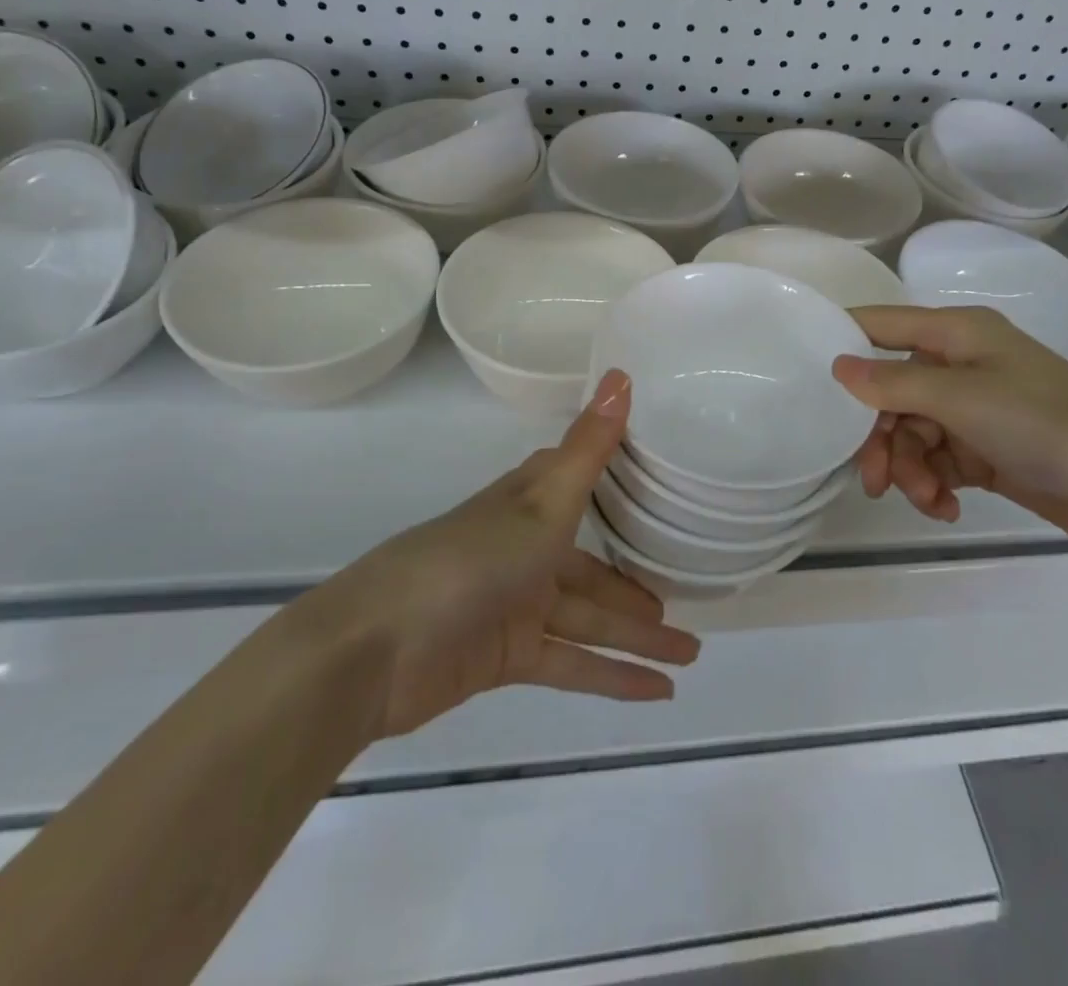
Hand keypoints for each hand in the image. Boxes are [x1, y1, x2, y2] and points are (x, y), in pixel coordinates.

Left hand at [326, 370, 700, 736]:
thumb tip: (623, 373)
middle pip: (595, 568)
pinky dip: (611, 676)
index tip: (666, 487)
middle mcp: (527, 549)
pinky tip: (655, 693)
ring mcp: (516, 604)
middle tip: (689, 602)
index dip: (622, 485)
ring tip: (690, 655)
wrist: (376, 647)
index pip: (584, 484)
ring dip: (637, 637)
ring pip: (590, 619)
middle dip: (639, 587)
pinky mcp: (507, 656)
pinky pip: (572, 663)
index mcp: (532, 505)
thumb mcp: (543, 502)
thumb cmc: (470, 560)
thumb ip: (590, 447)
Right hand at [832, 306, 1067, 564]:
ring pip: (911, 432)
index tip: (803, 380)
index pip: (879, 325)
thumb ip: (894, 384)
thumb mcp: (963, 399)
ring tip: (928, 500)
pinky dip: (935, 485)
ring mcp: (975, 410)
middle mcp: (961, 364)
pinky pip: (939, 461)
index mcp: (955, 333)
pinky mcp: (989, 451)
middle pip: (890, 391)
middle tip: (872, 480)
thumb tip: (836, 365)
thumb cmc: (1049, 424)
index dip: (840, 344)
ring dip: (910, 469)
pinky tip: (947, 509)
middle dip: (879, 435)